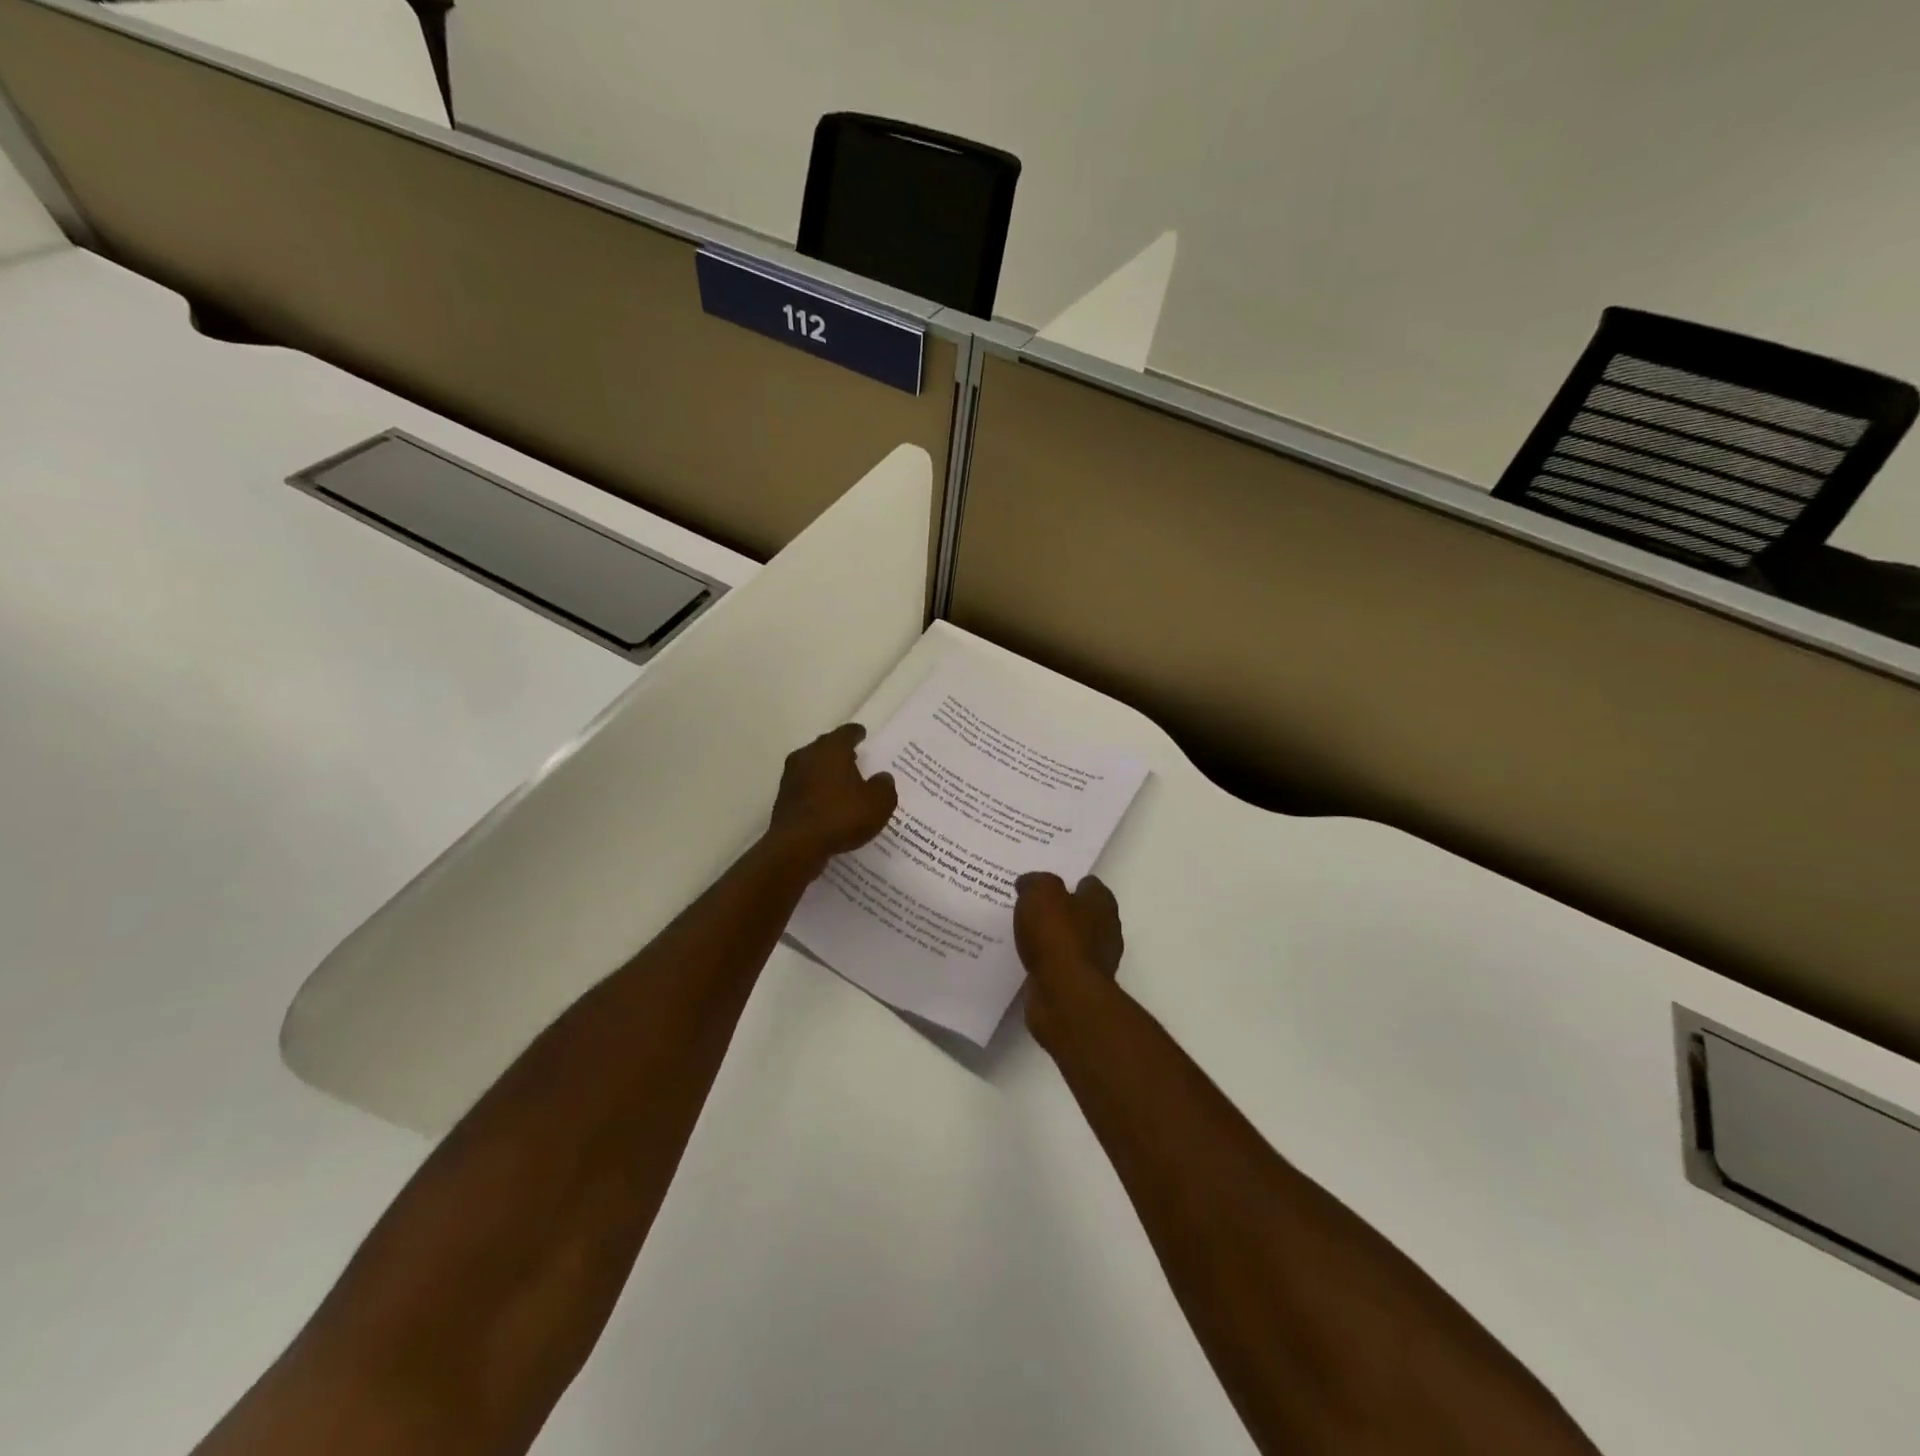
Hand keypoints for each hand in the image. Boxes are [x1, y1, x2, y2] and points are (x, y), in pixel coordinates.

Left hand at [767, 724, 897, 865]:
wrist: (797, 845)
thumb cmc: (842, 816)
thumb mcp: (879, 803)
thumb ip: (884, 786)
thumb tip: (882, 777)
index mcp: (831, 749)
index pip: (846, 733)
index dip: (856, 733)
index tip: (862, 734)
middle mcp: (807, 756)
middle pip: (825, 747)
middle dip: (839, 751)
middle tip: (854, 757)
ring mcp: (791, 777)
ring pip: (812, 767)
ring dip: (826, 772)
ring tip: (842, 782)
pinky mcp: (783, 799)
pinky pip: (805, 788)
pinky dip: (816, 792)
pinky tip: (827, 804)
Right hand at [1014, 873, 1123, 1050]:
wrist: (1064, 995)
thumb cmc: (1057, 936)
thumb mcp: (1041, 893)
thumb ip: (1035, 882)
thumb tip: (1028, 883)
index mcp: (1101, 904)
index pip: (1090, 885)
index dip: (1069, 881)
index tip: (1044, 883)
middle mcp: (1105, 931)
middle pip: (1082, 914)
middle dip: (1060, 910)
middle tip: (1031, 906)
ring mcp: (1094, 961)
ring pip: (1070, 941)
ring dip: (1052, 938)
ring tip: (1023, 932)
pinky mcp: (1078, 986)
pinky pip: (1059, 966)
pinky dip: (1046, 962)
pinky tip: (1026, 958)